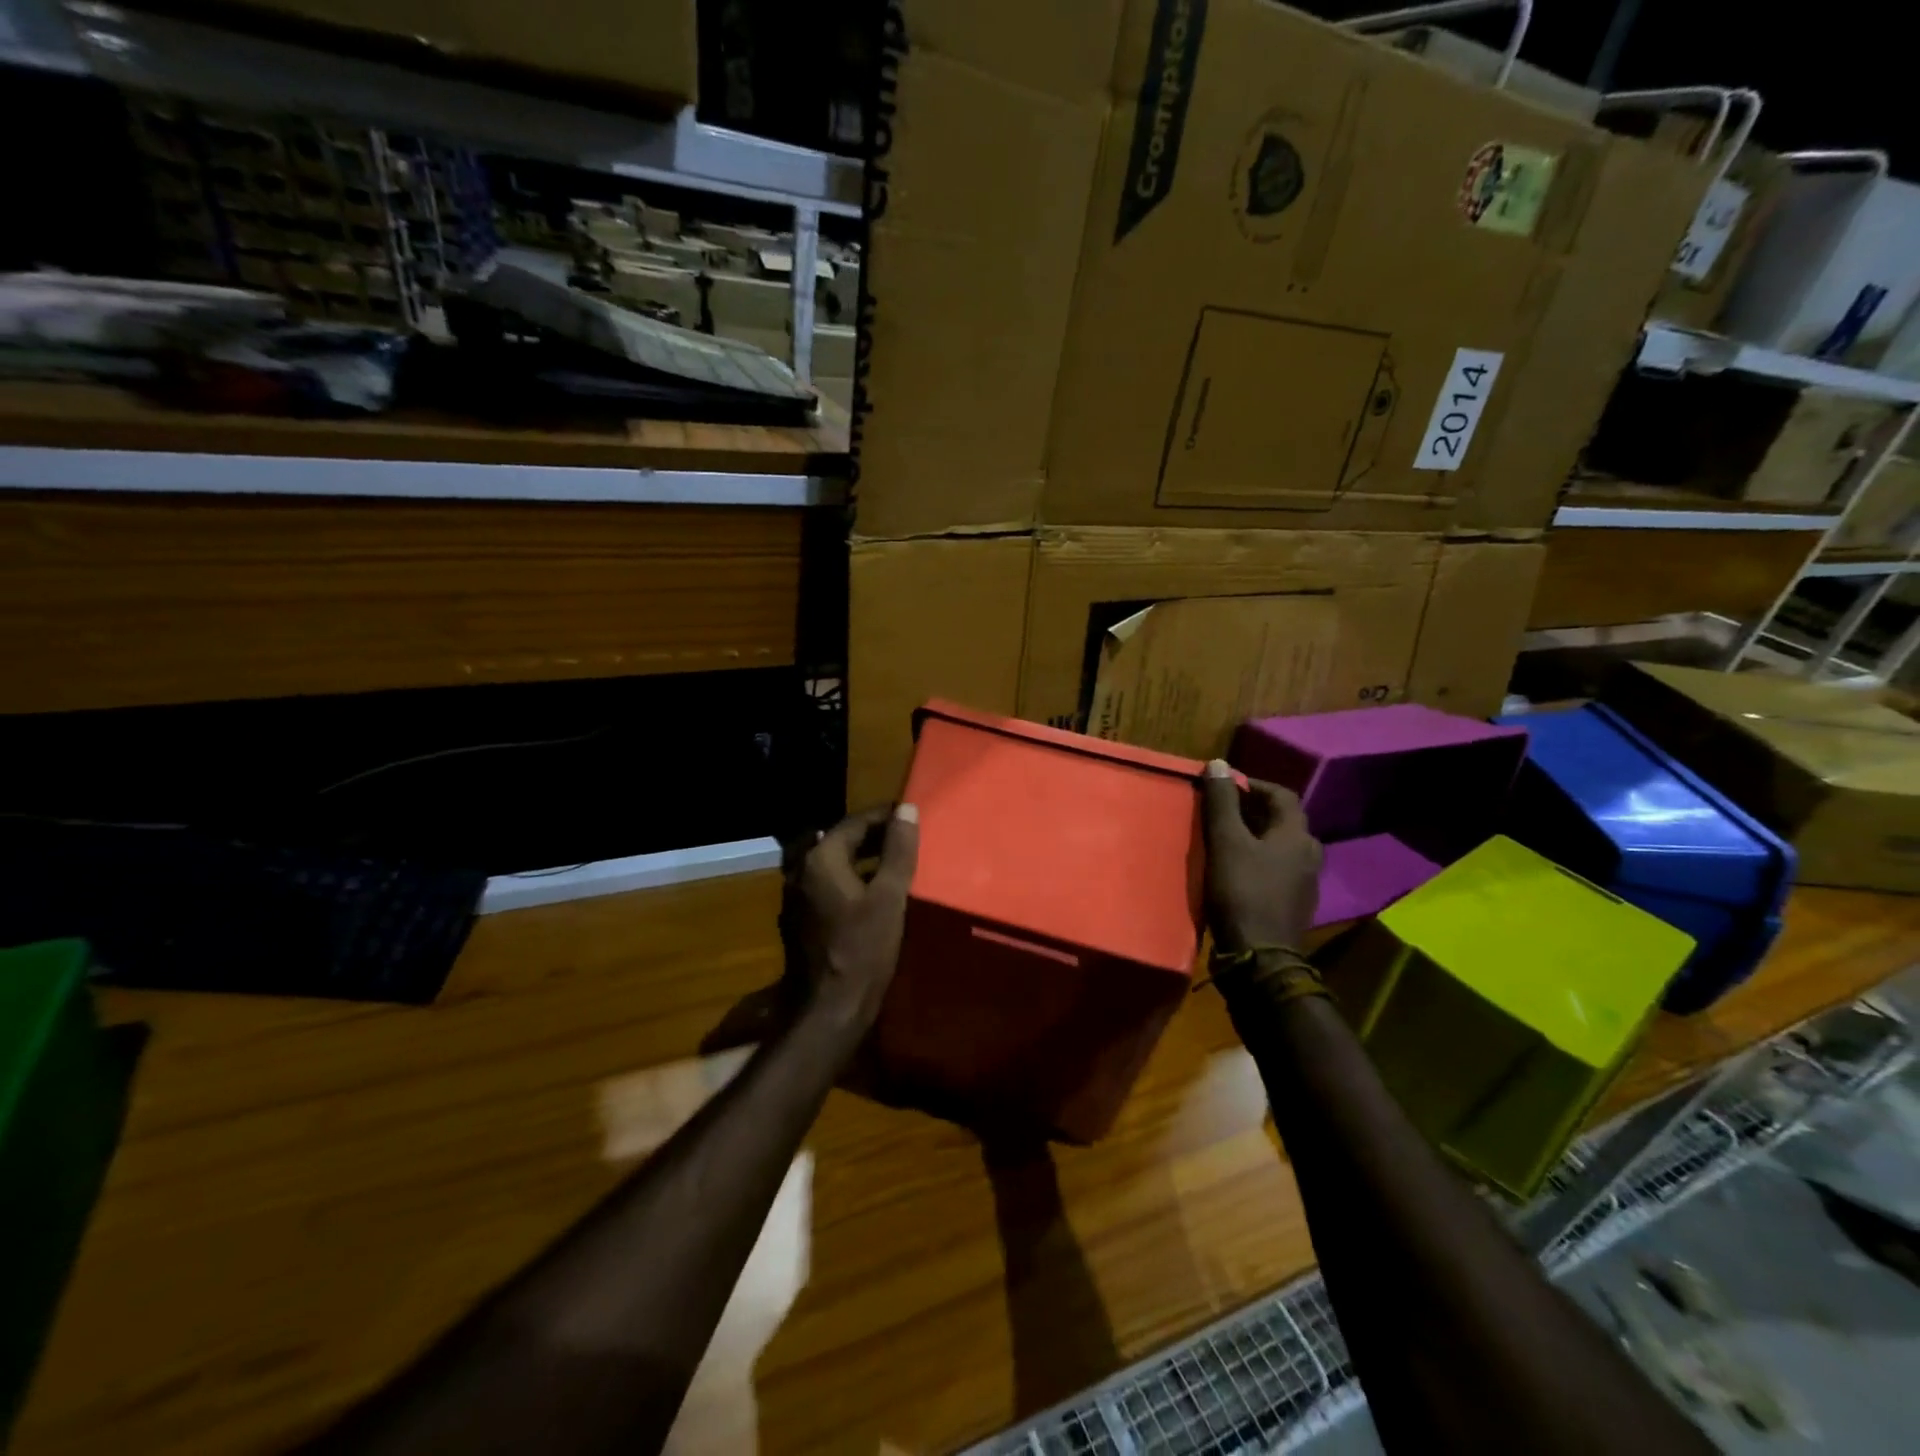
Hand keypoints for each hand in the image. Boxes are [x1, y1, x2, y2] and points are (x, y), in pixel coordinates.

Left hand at [780, 804, 919, 1034]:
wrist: (829, 1009)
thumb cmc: (863, 949)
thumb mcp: (890, 896)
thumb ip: (898, 850)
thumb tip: (906, 809)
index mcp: (819, 859)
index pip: (854, 822)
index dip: (884, 817)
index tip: (910, 816)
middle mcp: (799, 871)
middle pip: (838, 841)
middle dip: (872, 836)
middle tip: (905, 838)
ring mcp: (794, 897)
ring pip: (831, 864)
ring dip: (859, 858)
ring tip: (893, 862)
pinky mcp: (798, 920)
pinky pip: (826, 886)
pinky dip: (848, 880)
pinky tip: (870, 892)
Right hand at [1201, 761, 1321, 953]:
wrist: (1260, 957)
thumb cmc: (1242, 893)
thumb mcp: (1226, 842)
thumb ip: (1222, 802)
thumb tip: (1218, 763)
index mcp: (1297, 835)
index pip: (1281, 795)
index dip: (1253, 785)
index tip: (1223, 786)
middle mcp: (1309, 855)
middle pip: (1283, 820)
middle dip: (1252, 810)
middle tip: (1220, 810)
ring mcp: (1304, 883)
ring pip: (1280, 847)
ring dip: (1255, 837)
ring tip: (1223, 838)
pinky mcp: (1293, 905)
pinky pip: (1277, 870)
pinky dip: (1258, 861)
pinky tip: (1235, 870)